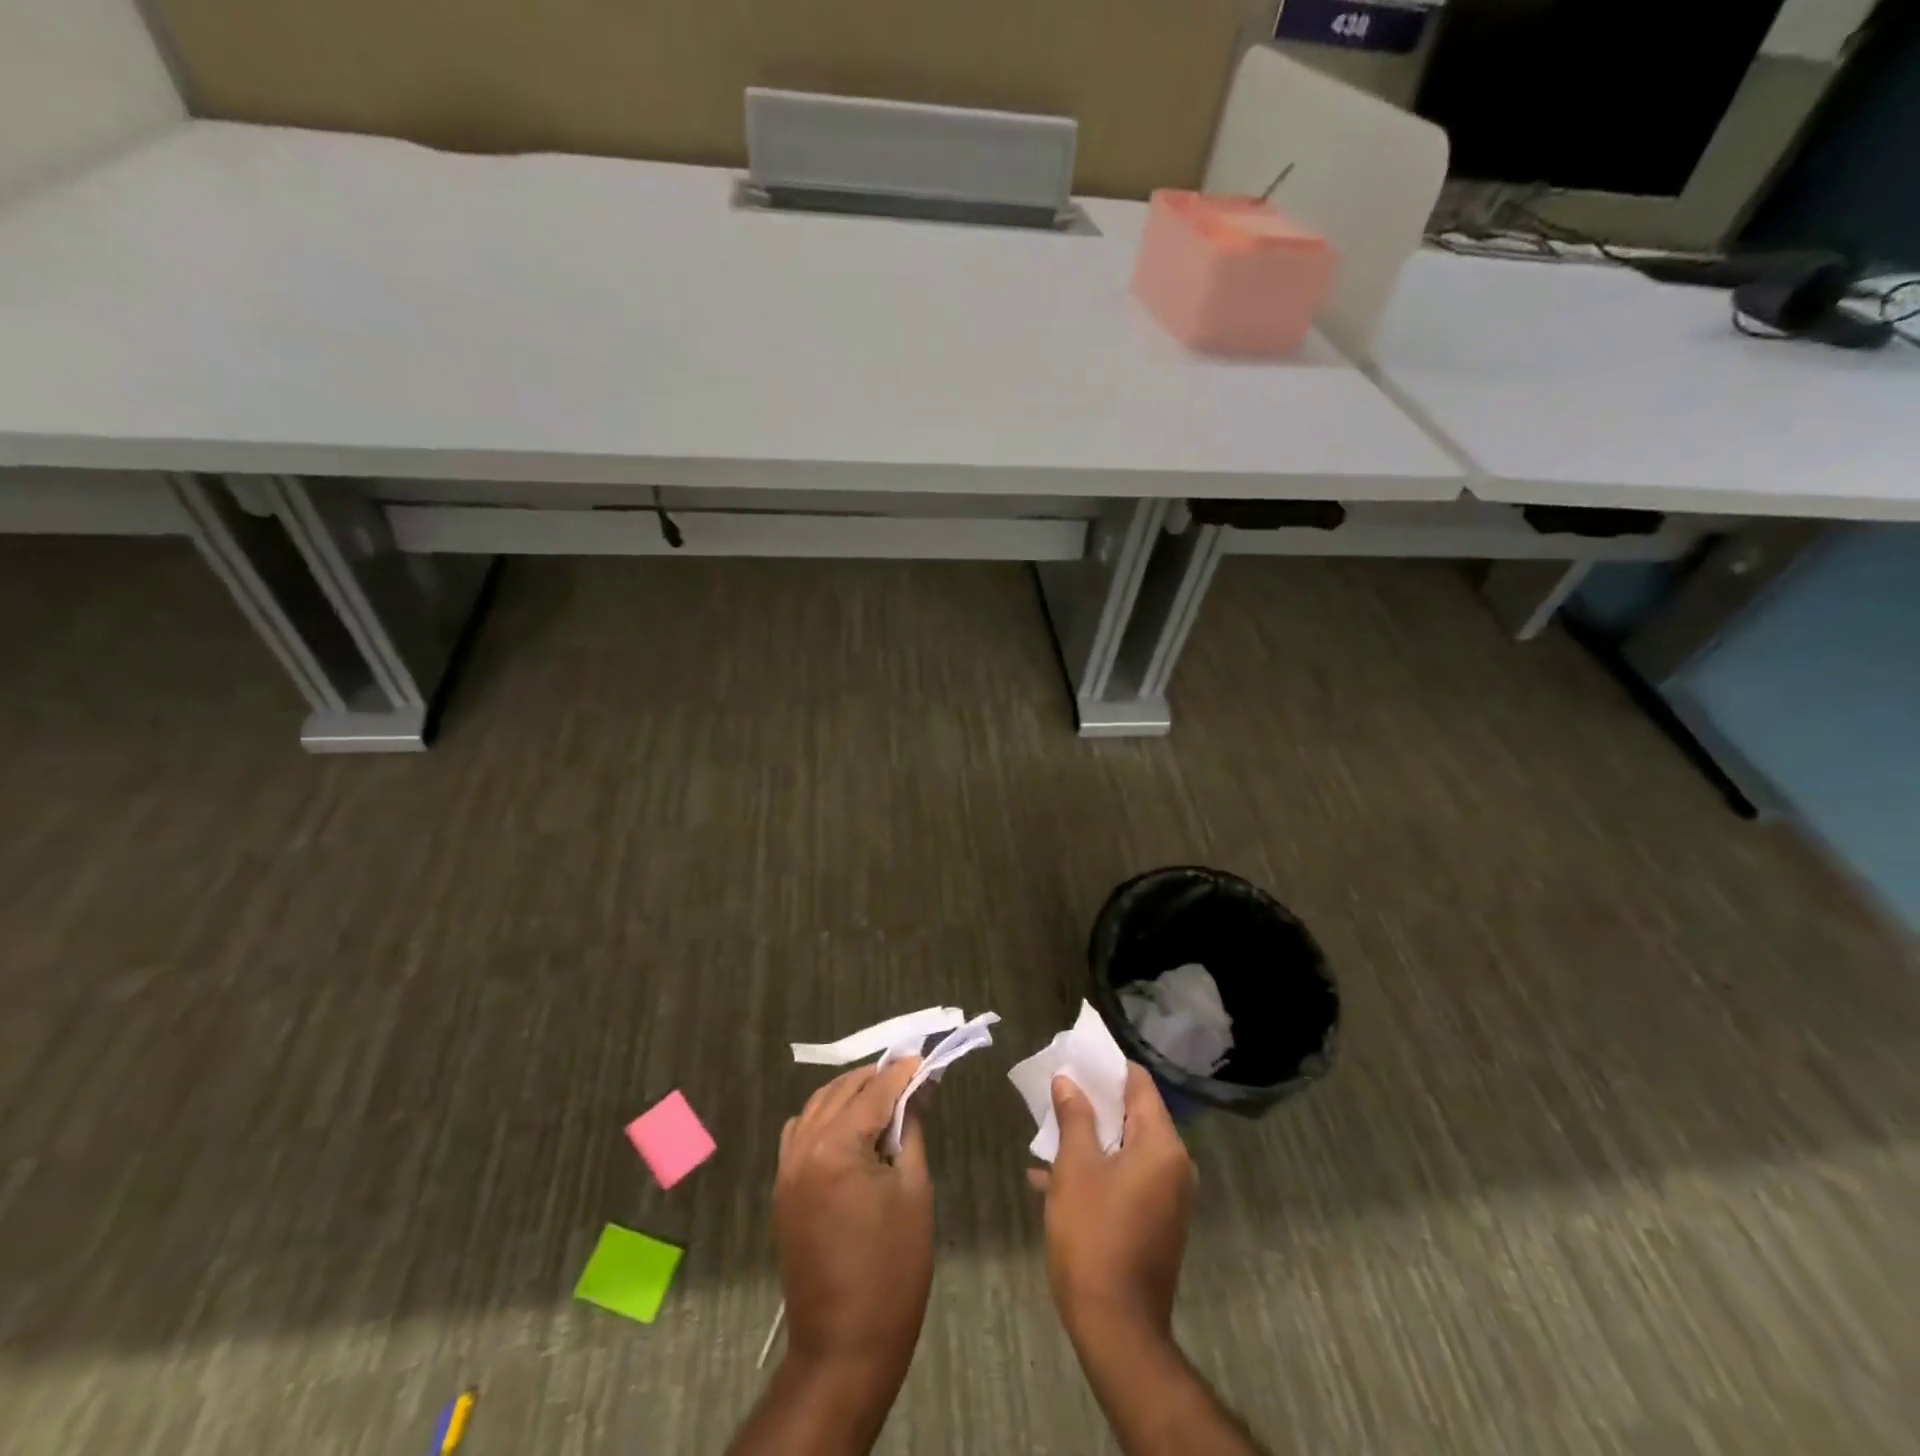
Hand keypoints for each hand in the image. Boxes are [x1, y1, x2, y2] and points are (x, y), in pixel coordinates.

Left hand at [775, 1059, 934, 1379]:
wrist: (845, 1345)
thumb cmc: (893, 1269)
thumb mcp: (914, 1191)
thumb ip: (911, 1131)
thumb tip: (918, 1090)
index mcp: (836, 1149)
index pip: (874, 1093)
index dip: (901, 1074)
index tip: (923, 1058)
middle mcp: (803, 1149)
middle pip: (841, 1092)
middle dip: (875, 1078)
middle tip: (908, 1074)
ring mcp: (786, 1169)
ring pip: (816, 1107)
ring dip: (848, 1093)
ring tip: (882, 1093)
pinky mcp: (783, 1190)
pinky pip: (799, 1133)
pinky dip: (824, 1117)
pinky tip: (848, 1123)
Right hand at [1031, 1062, 1194, 1342]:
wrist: (1116, 1328)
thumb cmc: (1094, 1236)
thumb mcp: (1075, 1168)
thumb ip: (1074, 1117)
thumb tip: (1068, 1081)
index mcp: (1161, 1145)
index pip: (1139, 1084)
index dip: (1108, 1067)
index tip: (1077, 1057)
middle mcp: (1174, 1165)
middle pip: (1134, 1114)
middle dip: (1095, 1102)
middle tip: (1059, 1089)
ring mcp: (1168, 1197)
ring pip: (1127, 1148)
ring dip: (1091, 1138)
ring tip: (1050, 1130)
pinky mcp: (1156, 1222)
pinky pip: (1127, 1177)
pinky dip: (1098, 1169)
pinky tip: (1053, 1178)